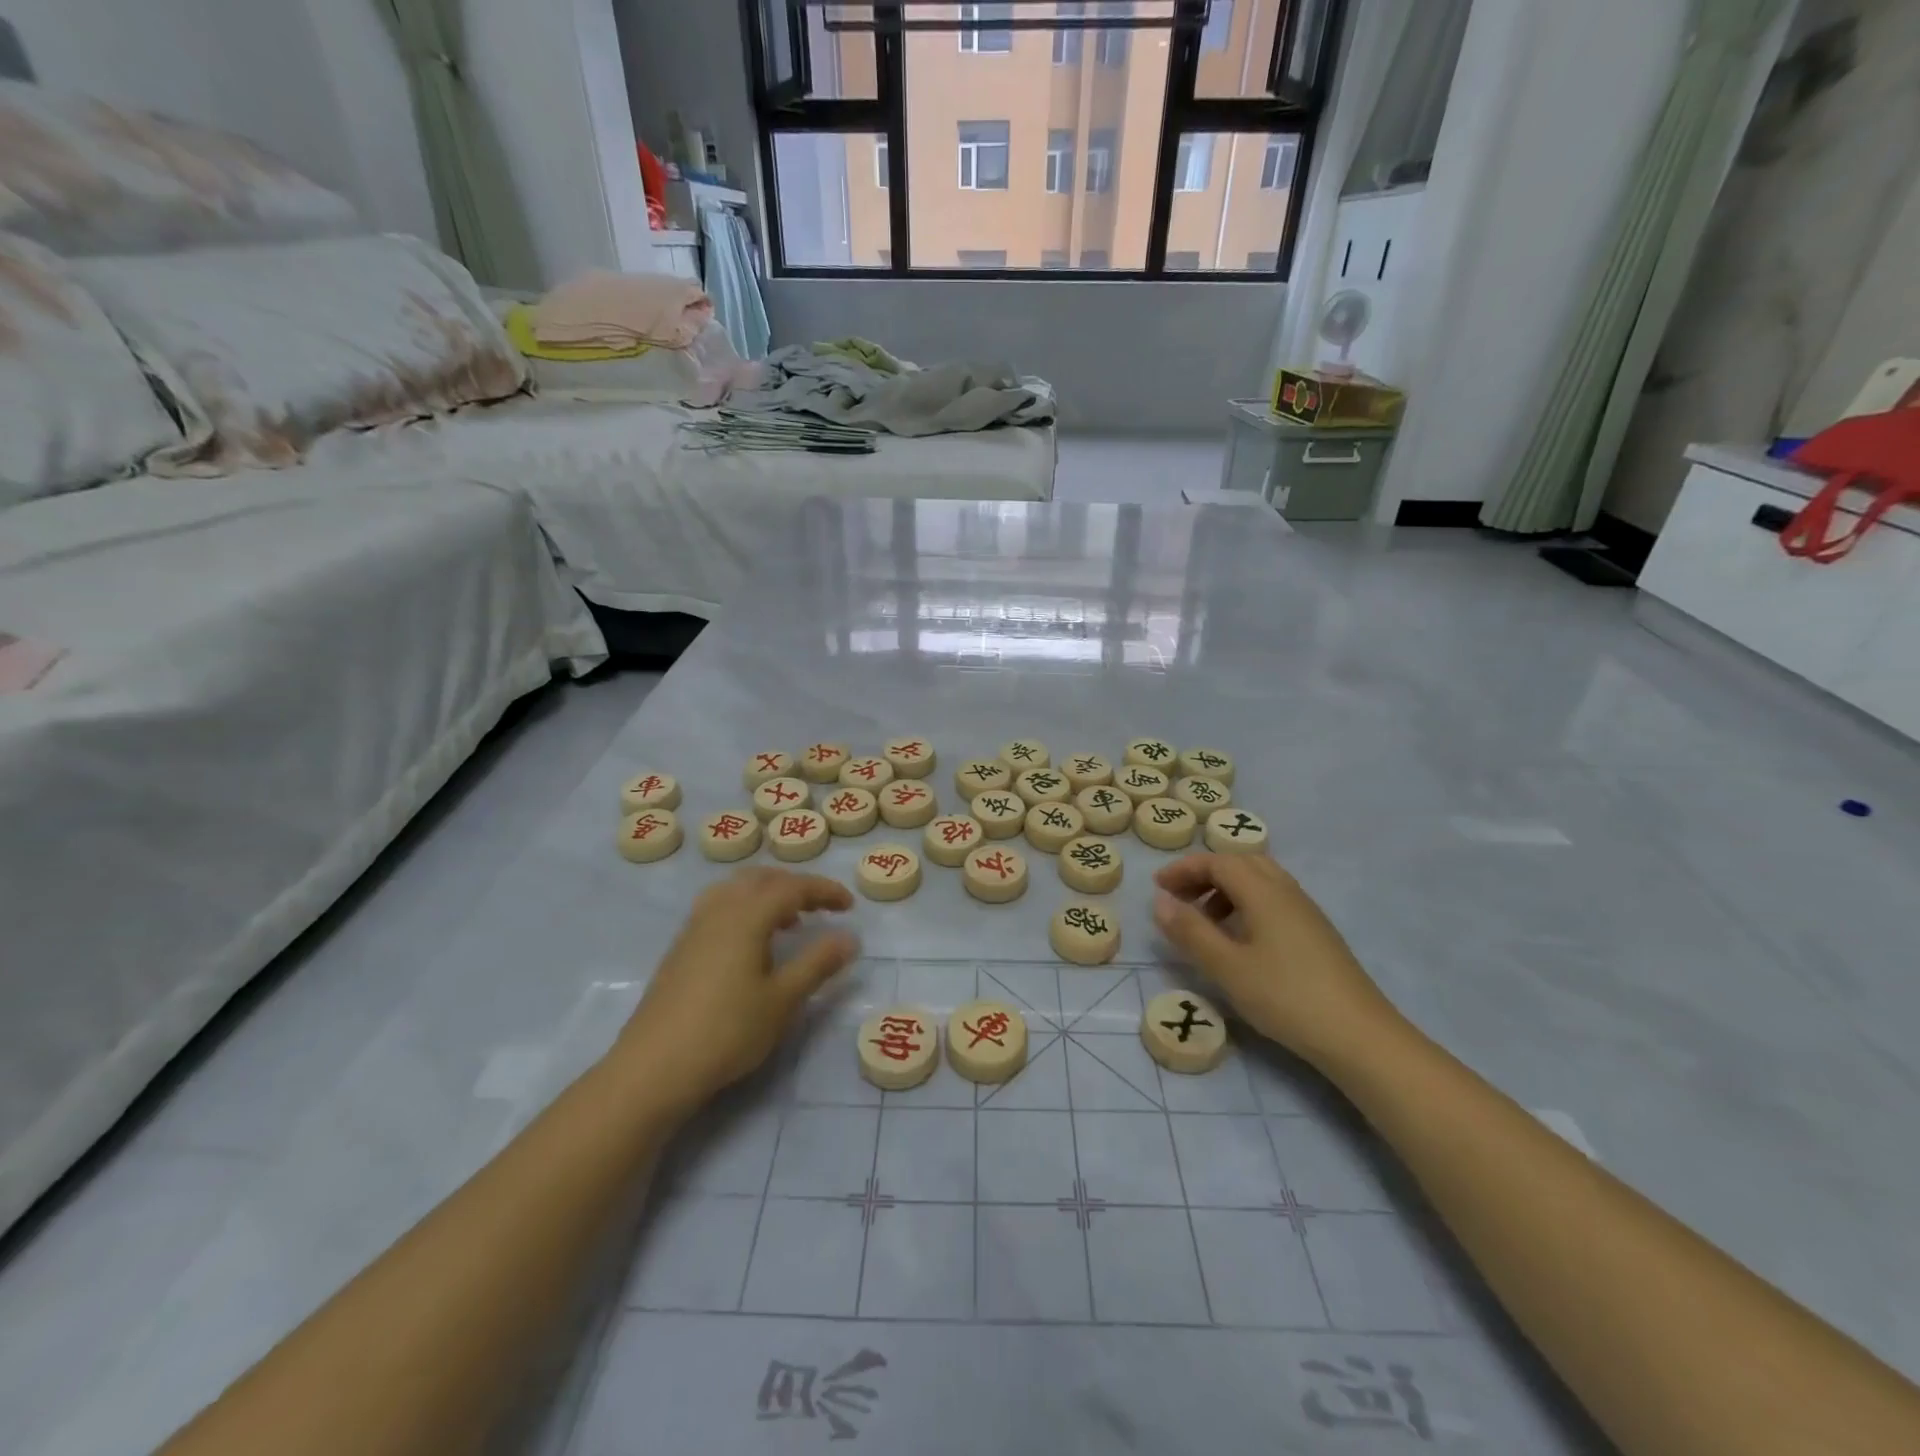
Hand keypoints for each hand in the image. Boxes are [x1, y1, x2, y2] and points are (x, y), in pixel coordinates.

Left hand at [613, 867, 857, 1111]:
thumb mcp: (783, 999)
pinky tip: (751, 944)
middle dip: (795, 886)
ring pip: (735, 890)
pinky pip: (719, 907)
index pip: (793, 887)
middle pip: (761, 879)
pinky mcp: (680, 948)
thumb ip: (818, 963)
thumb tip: (849, 937)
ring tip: (787, 922)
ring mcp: (694, 928)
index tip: (849, 906)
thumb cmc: (727, 1031)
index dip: (824, 891)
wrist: (653, 1067)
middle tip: (820, 908)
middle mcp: (719, 910)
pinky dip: (745, 909)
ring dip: (767, 894)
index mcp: (747, 915)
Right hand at [1152, 853, 1400, 1069]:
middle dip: (1205, 874)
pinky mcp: (1316, 933)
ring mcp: (1306, 912)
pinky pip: (1274, 899)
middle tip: (1180, 898)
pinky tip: (1241, 939)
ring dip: (1226, 890)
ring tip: (1205, 921)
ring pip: (1260, 881)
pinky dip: (1247, 904)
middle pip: (1241, 863)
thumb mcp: (1227, 967)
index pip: (1218, 862)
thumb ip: (1190, 931)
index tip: (1158, 887)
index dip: (1184, 869)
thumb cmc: (1286, 997)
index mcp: (1263, 892)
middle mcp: (1286, 891)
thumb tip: (1159, 901)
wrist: (1359, 1036)